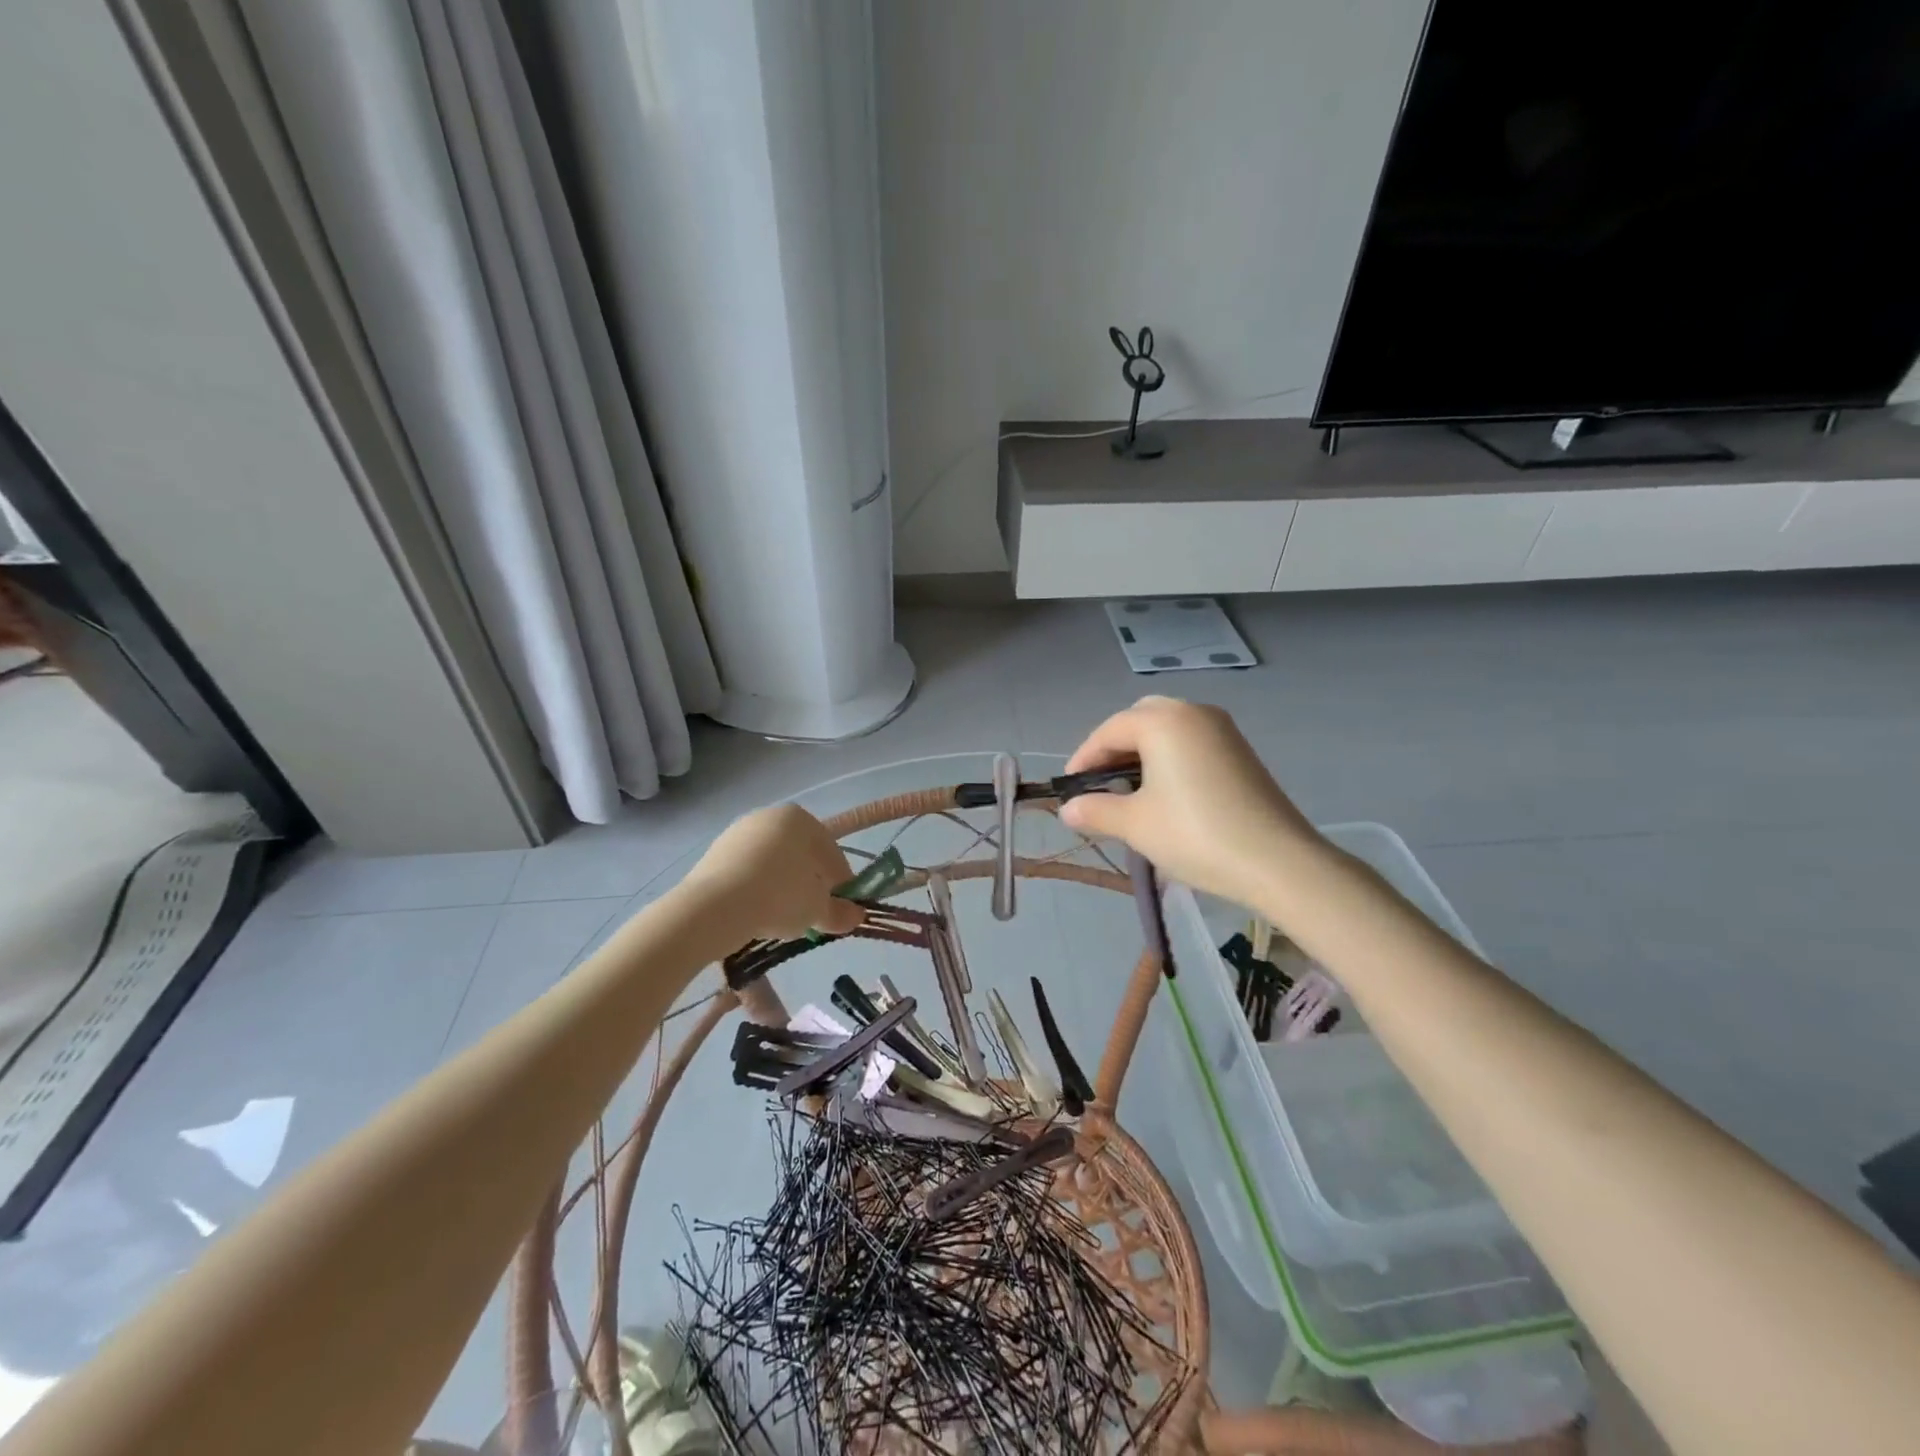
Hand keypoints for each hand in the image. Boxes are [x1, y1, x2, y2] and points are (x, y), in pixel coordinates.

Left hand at [679, 804, 865, 942]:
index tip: (842, 908)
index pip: (831, 853)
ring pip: (772, 864)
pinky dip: (756, 890)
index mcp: (800, 819)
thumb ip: (840, 911)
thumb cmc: (778, 896)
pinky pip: (746, 873)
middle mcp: (769, 816)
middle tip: (814, 913)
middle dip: (810, 883)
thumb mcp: (817, 909)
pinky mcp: (714, 853)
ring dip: (782, 887)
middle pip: (800, 855)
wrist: (712, 908)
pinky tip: (757, 914)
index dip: (841, 883)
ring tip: (784, 919)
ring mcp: (738, 833)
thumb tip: (856, 916)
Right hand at [1058, 697, 1323, 913]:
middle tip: (1100, 784)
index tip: (1069, 790)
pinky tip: (1165, 794)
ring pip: (1168, 730)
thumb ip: (1095, 811)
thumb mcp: (1135, 824)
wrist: (1277, 862)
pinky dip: (1169, 759)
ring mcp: (1223, 730)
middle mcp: (1193, 713)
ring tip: (1128, 792)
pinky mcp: (1241, 752)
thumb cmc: (1195, 835)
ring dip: (1142, 753)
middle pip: (1140, 719)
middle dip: (1114, 748)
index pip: (1109, 730)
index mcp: (1163, 721)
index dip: (1083, 758)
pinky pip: (1191, 743)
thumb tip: (1068, 809)